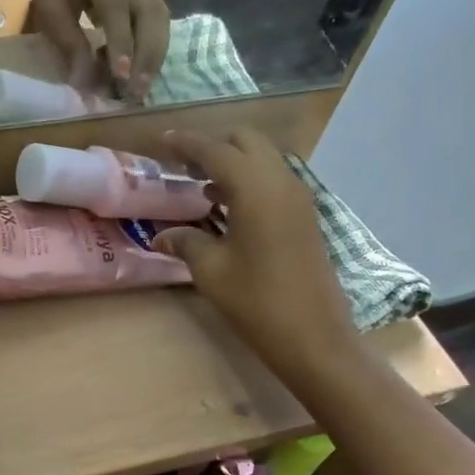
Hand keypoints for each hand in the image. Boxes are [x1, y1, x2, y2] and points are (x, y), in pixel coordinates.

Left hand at [21, 0, 169, 103]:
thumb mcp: (50, 10)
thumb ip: (69, 43)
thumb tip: (88, 83)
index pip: (116, 6)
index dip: (120, 42)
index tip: (121, 76)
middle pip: (150, 12)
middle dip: (147, 55)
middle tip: (138, 91)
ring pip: (160, 17)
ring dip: (155, 55)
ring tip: (143, 86)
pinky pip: (157, 19)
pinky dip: (153, 48)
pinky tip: (142, 70)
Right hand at [153, 130, 361, 387]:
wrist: (312, 333)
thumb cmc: (256, 300)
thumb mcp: (211, 271)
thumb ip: (186, 244)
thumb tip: (162, 236)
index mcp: (255, 188)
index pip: (216, 151)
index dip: (188, 144)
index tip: (164, 141)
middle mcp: (280, 182)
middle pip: (247, 142)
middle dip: (215, 146)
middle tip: (184, 166)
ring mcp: (297, 198)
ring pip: (263, 160)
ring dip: (233, 164)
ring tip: (200, 187)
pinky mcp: (304, 217)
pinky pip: (273, 182)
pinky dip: (248, 182)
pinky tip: (226, 209)